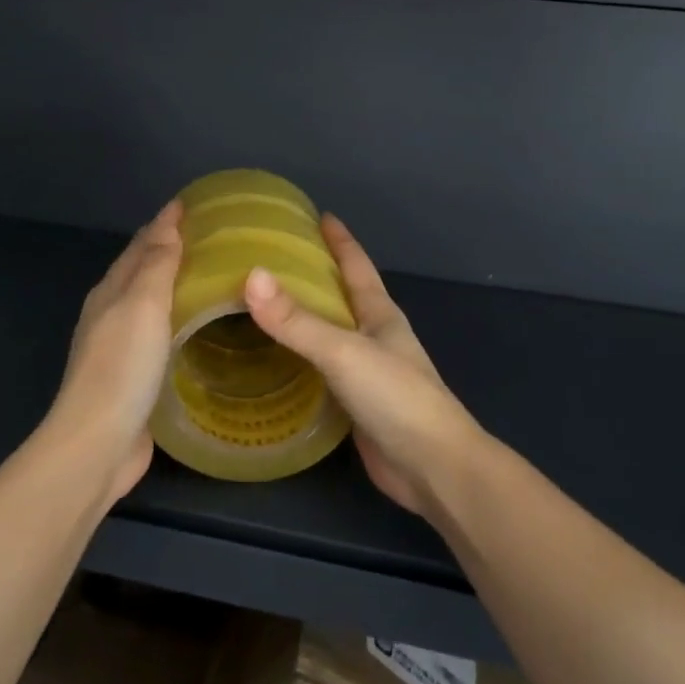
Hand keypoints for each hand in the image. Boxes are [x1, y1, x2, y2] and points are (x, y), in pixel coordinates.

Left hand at [42, 200, 182, 504]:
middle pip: (142, 270)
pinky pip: (160, 333)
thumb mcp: (142, 305)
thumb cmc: (122, 367)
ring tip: (211, 275)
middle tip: (211, 236)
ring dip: (174, 284)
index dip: (165, 222)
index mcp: (111, 292)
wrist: (97, 444)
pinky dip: (177, 318)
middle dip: (170, 248)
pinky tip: (197, 325)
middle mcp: (111, 314)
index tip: (194, 204)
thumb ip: (156, 264)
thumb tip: (167, 223)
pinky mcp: (134, 378)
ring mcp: (120, 348)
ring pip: (151, 302)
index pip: (141, 244)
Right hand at [244, 216, 483, 514]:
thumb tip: (251, 275)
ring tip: (264, 306)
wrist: (434, 468)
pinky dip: (300, 361)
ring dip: (305, 319)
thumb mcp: (343, 351)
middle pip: (343, 297)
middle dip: (316, 276)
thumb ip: (297, 320)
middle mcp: (375, 337)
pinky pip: (322, 372)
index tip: (320, 215)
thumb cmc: (396, 397)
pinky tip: (274, 363)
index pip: (357, 265)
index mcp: (380, 314)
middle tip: (274, 259)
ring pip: (331, 335)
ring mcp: (368, 373)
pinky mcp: (356, 407)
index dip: (340, 240)